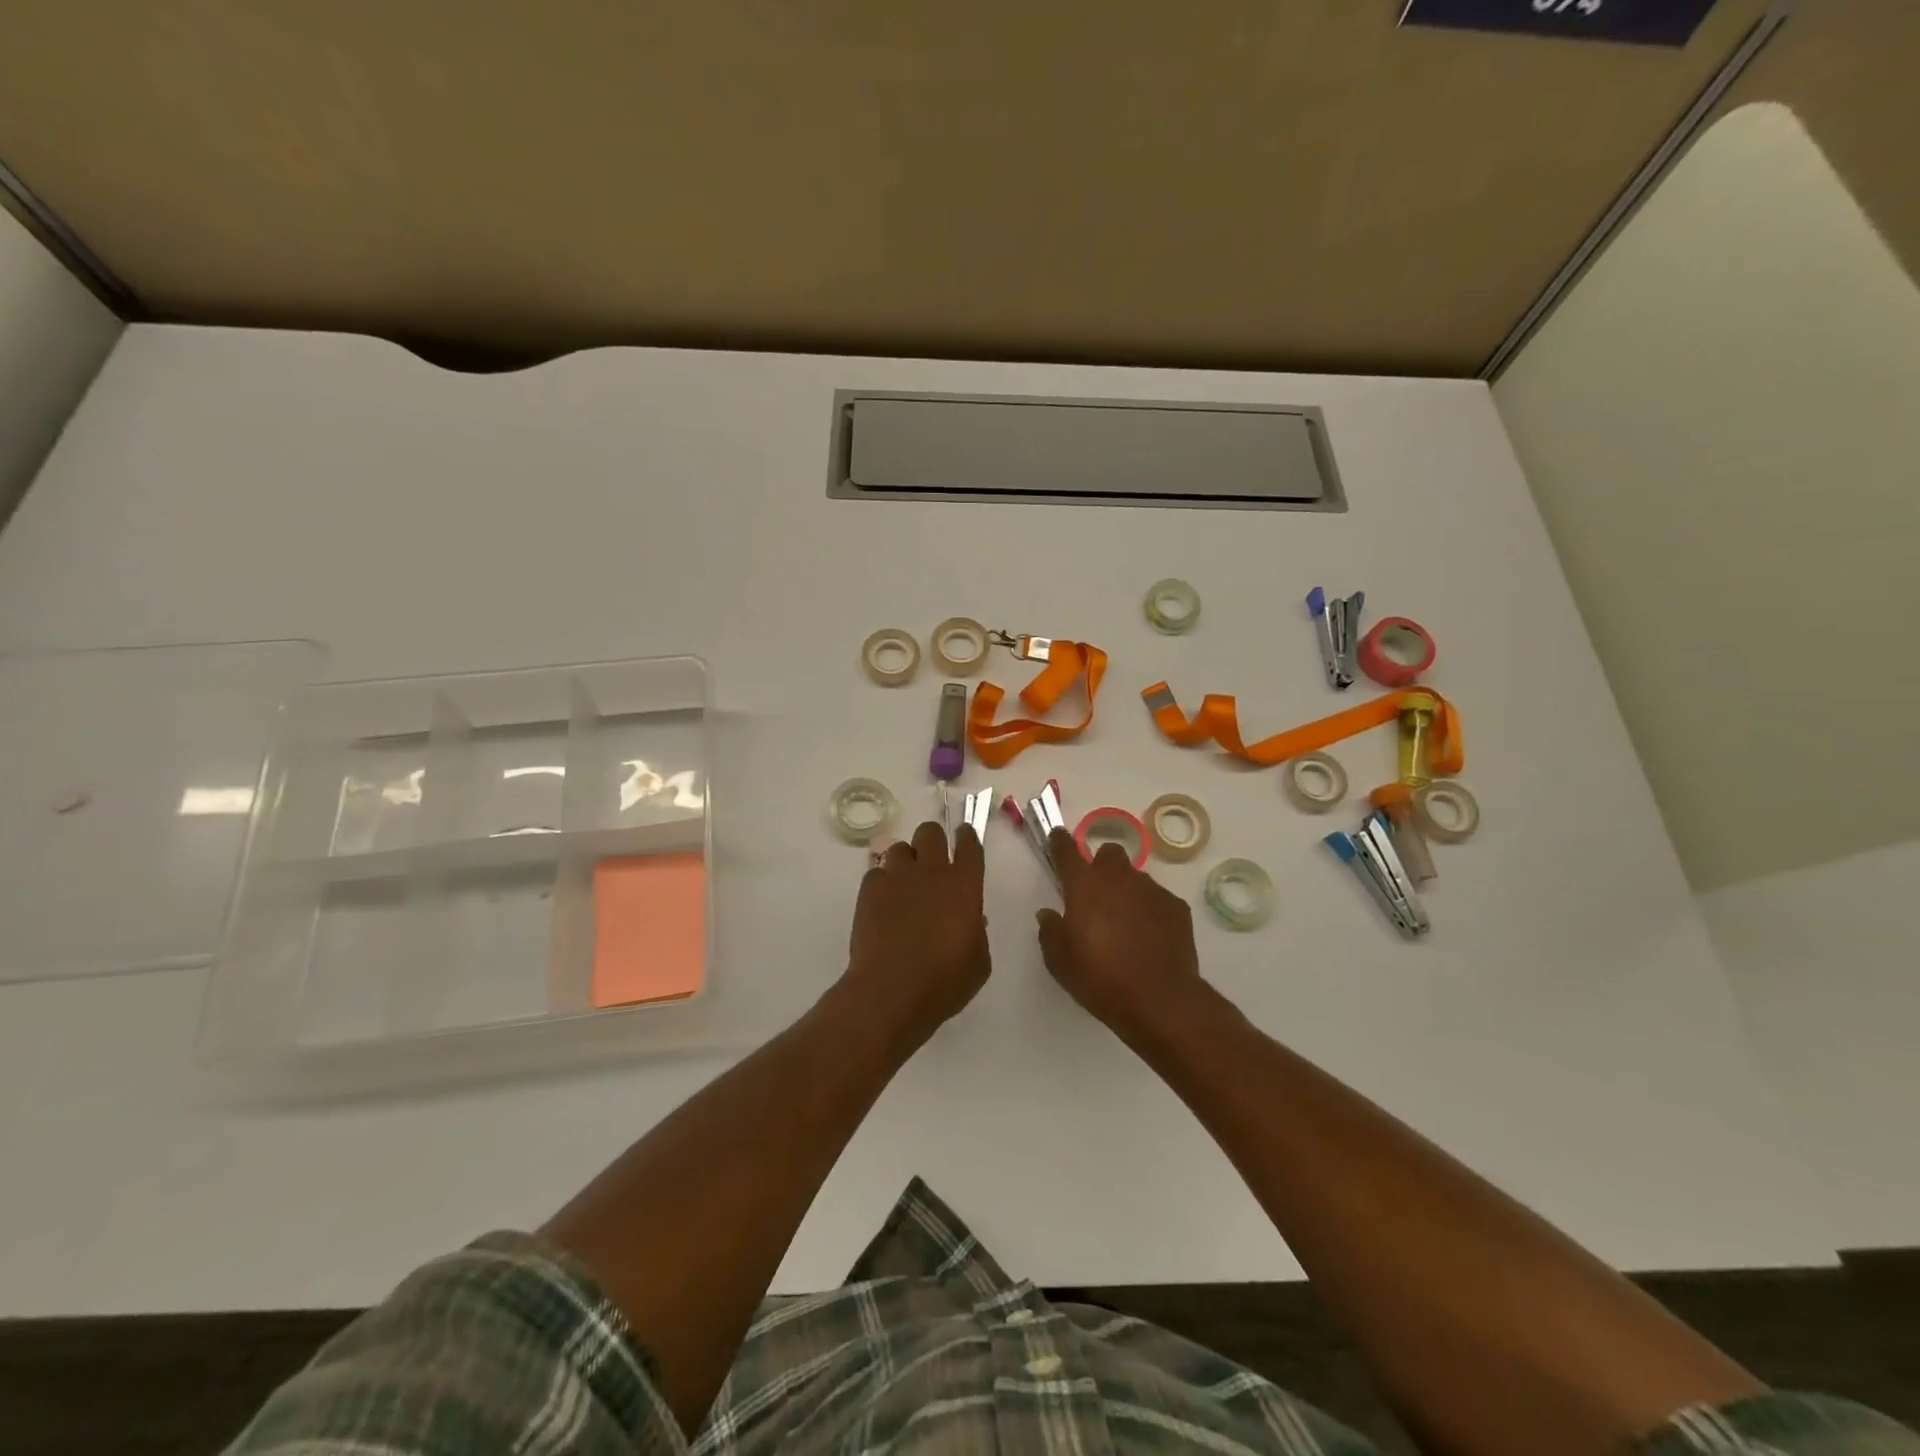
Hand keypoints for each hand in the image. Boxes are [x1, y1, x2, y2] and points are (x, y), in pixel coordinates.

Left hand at [843, 820, 990, 1047]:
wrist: (891, 992)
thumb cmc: (944, 983)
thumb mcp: (978, 962)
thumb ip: (977, 933)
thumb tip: (971, 919)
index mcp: (965, 886)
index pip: (969, 846)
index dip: (967, 837)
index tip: (964, 836)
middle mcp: (931, 872)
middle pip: (930, 832)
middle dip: (933, 841)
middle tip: (932, 861)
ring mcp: (897, 877)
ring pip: (900, 848)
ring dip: (906, 860)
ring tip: (905, 884)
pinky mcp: (869, 890)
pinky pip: (877, 872)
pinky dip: (882, 883)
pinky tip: (883, 904)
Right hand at [1037, 827, 1202, 1039]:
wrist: (1159, 999)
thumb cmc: (1100, 978)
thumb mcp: (1060, 962)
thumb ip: (1050, 931)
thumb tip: (1049, 914)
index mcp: (1084, 885)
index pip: (1067, 850)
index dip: (1059, 842)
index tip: (1057, 838)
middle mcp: (1118, 878)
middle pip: (1109, 852)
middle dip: (1101, 864)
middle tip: (1096, 892)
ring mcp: (1151, 890)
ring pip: (1135, 876)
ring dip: (1126, 890)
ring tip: (1125, 922)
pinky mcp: (1176, 907)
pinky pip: (1158, 899)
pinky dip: (1150, 910)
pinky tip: (1149, 936)